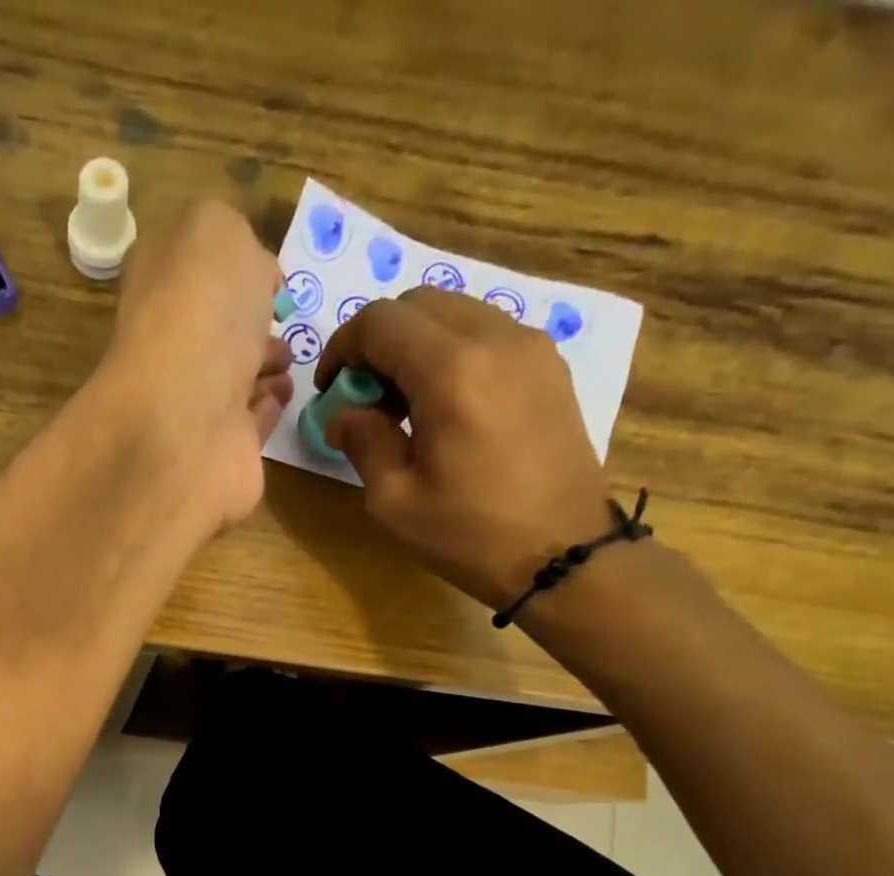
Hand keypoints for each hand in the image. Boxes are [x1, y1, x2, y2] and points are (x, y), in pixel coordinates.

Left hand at [92, 200, 293, 536]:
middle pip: (210, 329)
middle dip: (248, 322)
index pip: (188, 270)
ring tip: (287, 360)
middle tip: (281, 319)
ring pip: (231, 379)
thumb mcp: (214, 231)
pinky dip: (266, 409)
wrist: (188, 419)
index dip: (226, 267)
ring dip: (262, 366)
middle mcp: (168, 347)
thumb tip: (250, 272)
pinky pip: (247, 424)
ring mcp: (191, 405)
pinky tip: (280, 397)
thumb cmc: (200, 312)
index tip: (266, 273)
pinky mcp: (219, 451)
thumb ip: (229, 235)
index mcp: (157, 288)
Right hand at [315, 287, 613, 608]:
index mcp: (451, 371)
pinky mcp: (549, 366)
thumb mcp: (394, 500)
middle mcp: (495, 339)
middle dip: (378, 342)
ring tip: (405, 406)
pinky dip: (453, 352)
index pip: (380, 321)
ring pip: (456, 313)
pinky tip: (446, 407)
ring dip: (417, 345)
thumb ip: (362, 442)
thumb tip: (344, 415)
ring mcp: (531, 347)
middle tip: (365, 397)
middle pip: (419, 304)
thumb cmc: (469, 533)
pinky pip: (488, 334)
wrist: (562, 553)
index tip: (330, 390)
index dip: (342, 348)